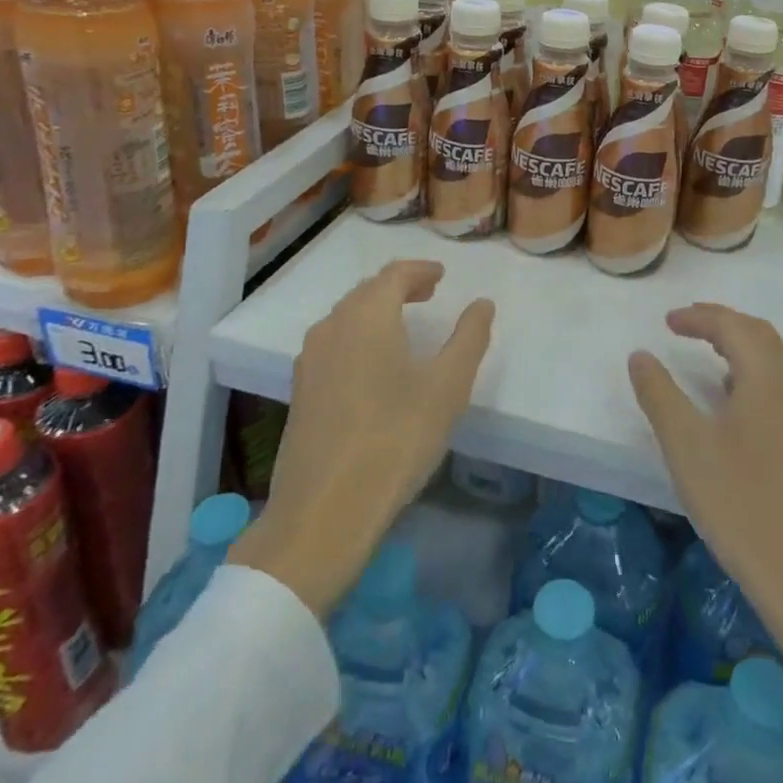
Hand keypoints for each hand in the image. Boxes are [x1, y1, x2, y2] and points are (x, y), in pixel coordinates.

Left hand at [231, 260, 493, 616]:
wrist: (323, 513)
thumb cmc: (395, 440)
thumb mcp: (447, 388)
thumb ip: (468, 338)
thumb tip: (482, 303)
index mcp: (367, 317)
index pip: (393, 275)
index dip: (420, 270)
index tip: (442, 276)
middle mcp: (332, 327)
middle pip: (366, 291)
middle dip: (399, 286)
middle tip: (429, 294)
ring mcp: (310, 360)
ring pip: (346, 317)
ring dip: (377, 310)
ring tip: (405, 324)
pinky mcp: (300, 391)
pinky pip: (334, 342)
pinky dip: (359, 335)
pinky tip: (374, 364)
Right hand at [629, 304, 782, 761]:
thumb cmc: (741, 503)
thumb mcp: (686, 445)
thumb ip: (659, 394)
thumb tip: (641, 355)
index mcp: (769, 377)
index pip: (733, 326)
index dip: (698, 317)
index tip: (667, 321)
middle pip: (759, 335)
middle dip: (722, 323)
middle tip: (686, 324)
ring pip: (775, 360)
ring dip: (740, 347)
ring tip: (707, 354)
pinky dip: (754, 373)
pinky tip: (735, 402)